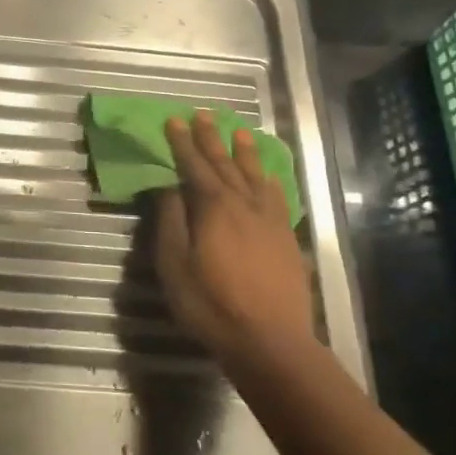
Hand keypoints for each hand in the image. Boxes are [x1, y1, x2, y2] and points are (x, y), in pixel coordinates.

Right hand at [156, 112, 317, 373]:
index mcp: (213, 208)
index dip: (182, 142)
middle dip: (210, 138)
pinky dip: (270, 180)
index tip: (173, 120)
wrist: (269, 340)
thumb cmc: (210, 304)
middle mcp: (243, 204)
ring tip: (238, 131)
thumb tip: (169, 188)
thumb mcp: (174, 265)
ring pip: (255, 175)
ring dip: (244, 152)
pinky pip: (277, 196)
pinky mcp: (286, 237)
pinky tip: (268, 175)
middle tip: (202, 114)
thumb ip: (171, 222)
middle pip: (224, 164)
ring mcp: (269, 220)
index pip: (194, 166)